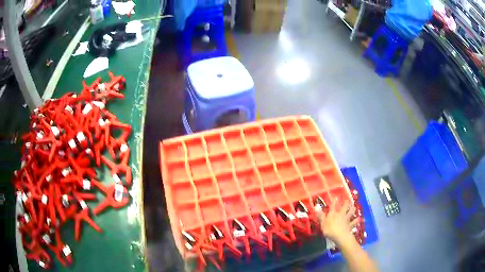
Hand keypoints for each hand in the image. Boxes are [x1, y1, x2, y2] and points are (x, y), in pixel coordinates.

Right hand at [317, 200, 359, 244]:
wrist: (340, 236)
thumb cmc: (329, 230)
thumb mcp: (323, 224)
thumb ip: (321, 216)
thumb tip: (316, 208)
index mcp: (333, 214)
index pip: (333, 206)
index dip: (334, 202)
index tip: (336, 197)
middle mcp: (340, 215)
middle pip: (344, 207)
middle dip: (346, 203)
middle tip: (347, 200)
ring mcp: (346, 219)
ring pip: (350, 213)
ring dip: (352, 210)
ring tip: (354, 207)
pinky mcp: (350, 225)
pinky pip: (354, 222)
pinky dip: (356, 221)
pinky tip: (359, 219)